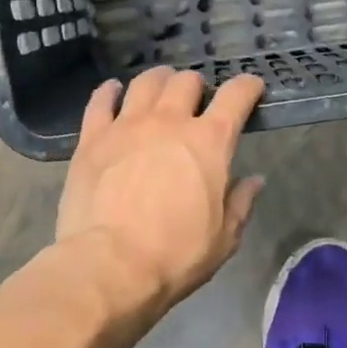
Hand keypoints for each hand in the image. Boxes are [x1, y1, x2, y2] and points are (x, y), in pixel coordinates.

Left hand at [57, 67, 266, 316]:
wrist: (110, 266)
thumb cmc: (175, 256)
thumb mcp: (223, 238)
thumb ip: (240, 203)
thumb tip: (254, 180)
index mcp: (209, 142)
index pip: (235, 97)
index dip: (247, 87)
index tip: (251, 88)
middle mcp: (169, 122)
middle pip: (186, 82)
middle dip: (197, 85)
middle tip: (197, 99)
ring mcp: (127, 126)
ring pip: (145, 83)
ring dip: (158, 81)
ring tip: (160, 88)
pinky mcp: (92, 138)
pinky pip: (100, 101)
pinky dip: (109, 92)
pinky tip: (113, 91)